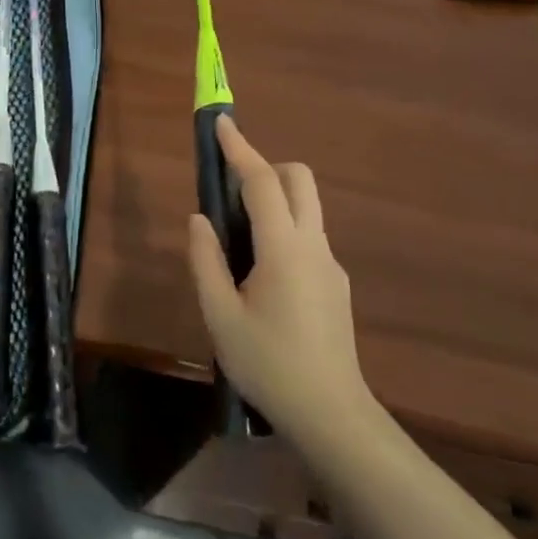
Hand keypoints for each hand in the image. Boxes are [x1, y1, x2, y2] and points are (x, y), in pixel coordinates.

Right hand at [188, 116, 371, 440]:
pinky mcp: (337, 283)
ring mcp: (331, 264)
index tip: (222, 124)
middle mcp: (314, 244)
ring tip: (239, 244)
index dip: (239, 149)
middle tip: (231, 194)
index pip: (261, 181)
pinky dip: (285, 232)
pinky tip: (263, 280)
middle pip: (299, 180)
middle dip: (266, 169)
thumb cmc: (268, 364)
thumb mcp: (220, 315)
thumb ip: (206, 260)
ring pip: (308, 208)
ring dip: (276, 201)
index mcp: (283, 248)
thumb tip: (199, 219)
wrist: (330, 414)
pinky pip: (309, 238)